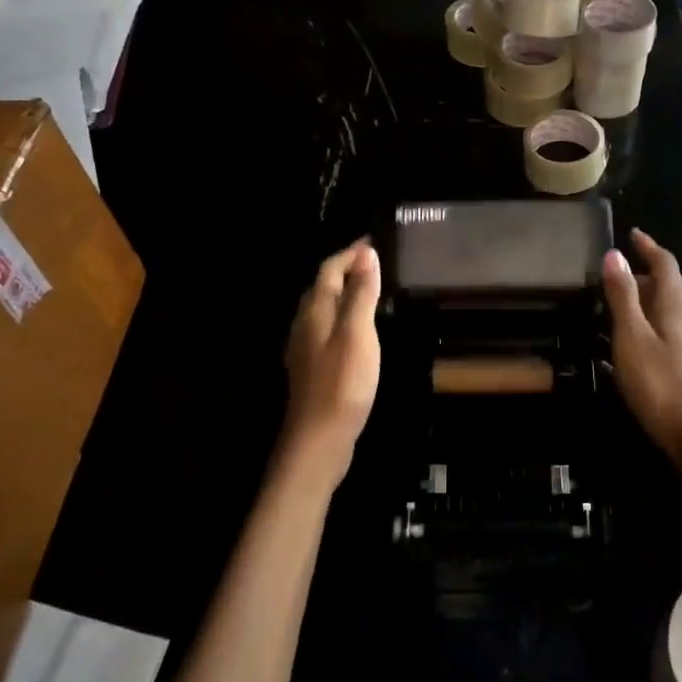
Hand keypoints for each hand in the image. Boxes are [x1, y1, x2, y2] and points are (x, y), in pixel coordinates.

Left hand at [281, 239, 381, 485]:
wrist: (319, 440)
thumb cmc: (342, 382)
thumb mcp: (358, 333)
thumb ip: (361, 293)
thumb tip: (366, 253)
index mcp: (315, 311)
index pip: (329, 269)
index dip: (349, 253)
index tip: (373, 242)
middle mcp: (305, 324)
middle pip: (322, 287)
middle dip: (346, 269)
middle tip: (376, 263)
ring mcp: (306, 348)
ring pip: (324, 309)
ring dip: (345, 293)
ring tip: (372, 290)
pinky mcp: (313, 368)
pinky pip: (328, 329)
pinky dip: (344, 317)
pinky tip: (359, 330)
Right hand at [602, 229, 681, 458]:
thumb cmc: (660, 383)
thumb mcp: (631, 337)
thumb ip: (623, 295)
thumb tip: (614, 253)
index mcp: (678, 302)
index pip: (665, 262)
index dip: (648, 246)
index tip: (633, 234)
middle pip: (674, 282)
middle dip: (650, 273)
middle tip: (621, 275)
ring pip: (679, 304)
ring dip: (656, 297)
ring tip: (630, 304)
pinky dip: (663, 318)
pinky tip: (649, 337)